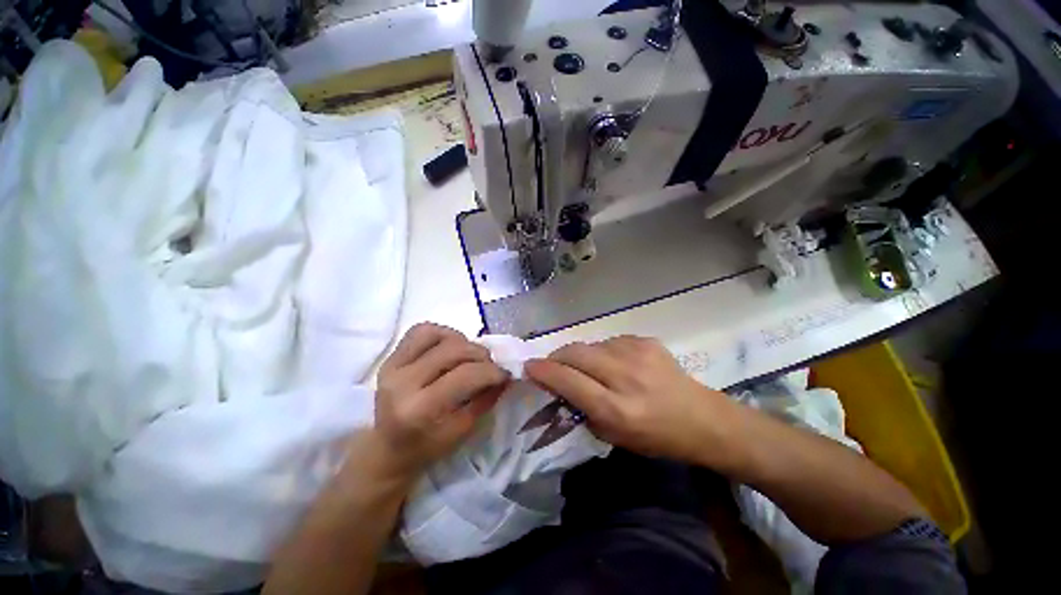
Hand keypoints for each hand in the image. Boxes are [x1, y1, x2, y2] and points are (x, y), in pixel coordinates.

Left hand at [360, 323, 509, 481]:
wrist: (388, 448)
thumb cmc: (428, 445)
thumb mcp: (463, 430)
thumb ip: (486, 399)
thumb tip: (505, 375)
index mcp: (419, 409)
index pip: (465, 375)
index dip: (491, 371)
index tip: (505, 374)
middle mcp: (402, 382)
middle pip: (453, 350)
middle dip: (481, 355)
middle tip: (490, 365)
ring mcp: (392, 366)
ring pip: (437, 334)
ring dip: (462, 341)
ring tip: (469, 356)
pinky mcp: (390, 357)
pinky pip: (421, 331)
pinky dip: (442, 334)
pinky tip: (450, 346)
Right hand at [525, 336, 732, 465]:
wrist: (701, 418)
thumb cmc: (656, 437)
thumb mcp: (613, 436)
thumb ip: (582, 409)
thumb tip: (559, 385)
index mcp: (616, 408)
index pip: (567, 380)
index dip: (543, 371)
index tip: (529, 367)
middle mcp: (624, 375)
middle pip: (574, 353)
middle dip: (556, 357)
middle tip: (552, 365)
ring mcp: (637, 353)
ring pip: (590, 345)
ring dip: (581, 356)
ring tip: (590, 369)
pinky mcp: (645, 340)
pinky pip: (609, 342)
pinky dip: (603, 352)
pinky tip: (614, 364)